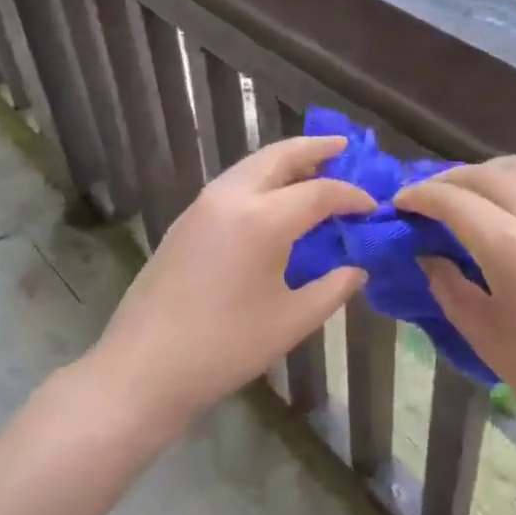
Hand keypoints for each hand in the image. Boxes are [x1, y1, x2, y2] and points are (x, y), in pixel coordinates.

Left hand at [87, 135, 374, 432]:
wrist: (143, 367)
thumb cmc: (225, 347)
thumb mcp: (290, 321)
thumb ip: (332, 289)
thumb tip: (357, 270)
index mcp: (262, 219)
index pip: (319, 192)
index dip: (351, 196)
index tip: (373, 206)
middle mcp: (231, 197)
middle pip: (278, 157)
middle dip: (313, 148)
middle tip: (343, 147)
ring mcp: (201, 205)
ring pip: (251, 166)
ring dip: (284, 161)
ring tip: (312, 167)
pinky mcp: (185, 221)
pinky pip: (232, 184)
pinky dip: (260, 179)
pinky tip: (272, 200)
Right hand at [395, 157, 515, 459]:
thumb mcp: (483, 333)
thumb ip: (447, 284)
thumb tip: (430, 253)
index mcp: (514, 247)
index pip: (453, 201)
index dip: (420, 195)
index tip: (401, 202)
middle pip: (489, 173)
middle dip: (451, 178)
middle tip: (432, 197)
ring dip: (491, 174)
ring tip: (475, 195)